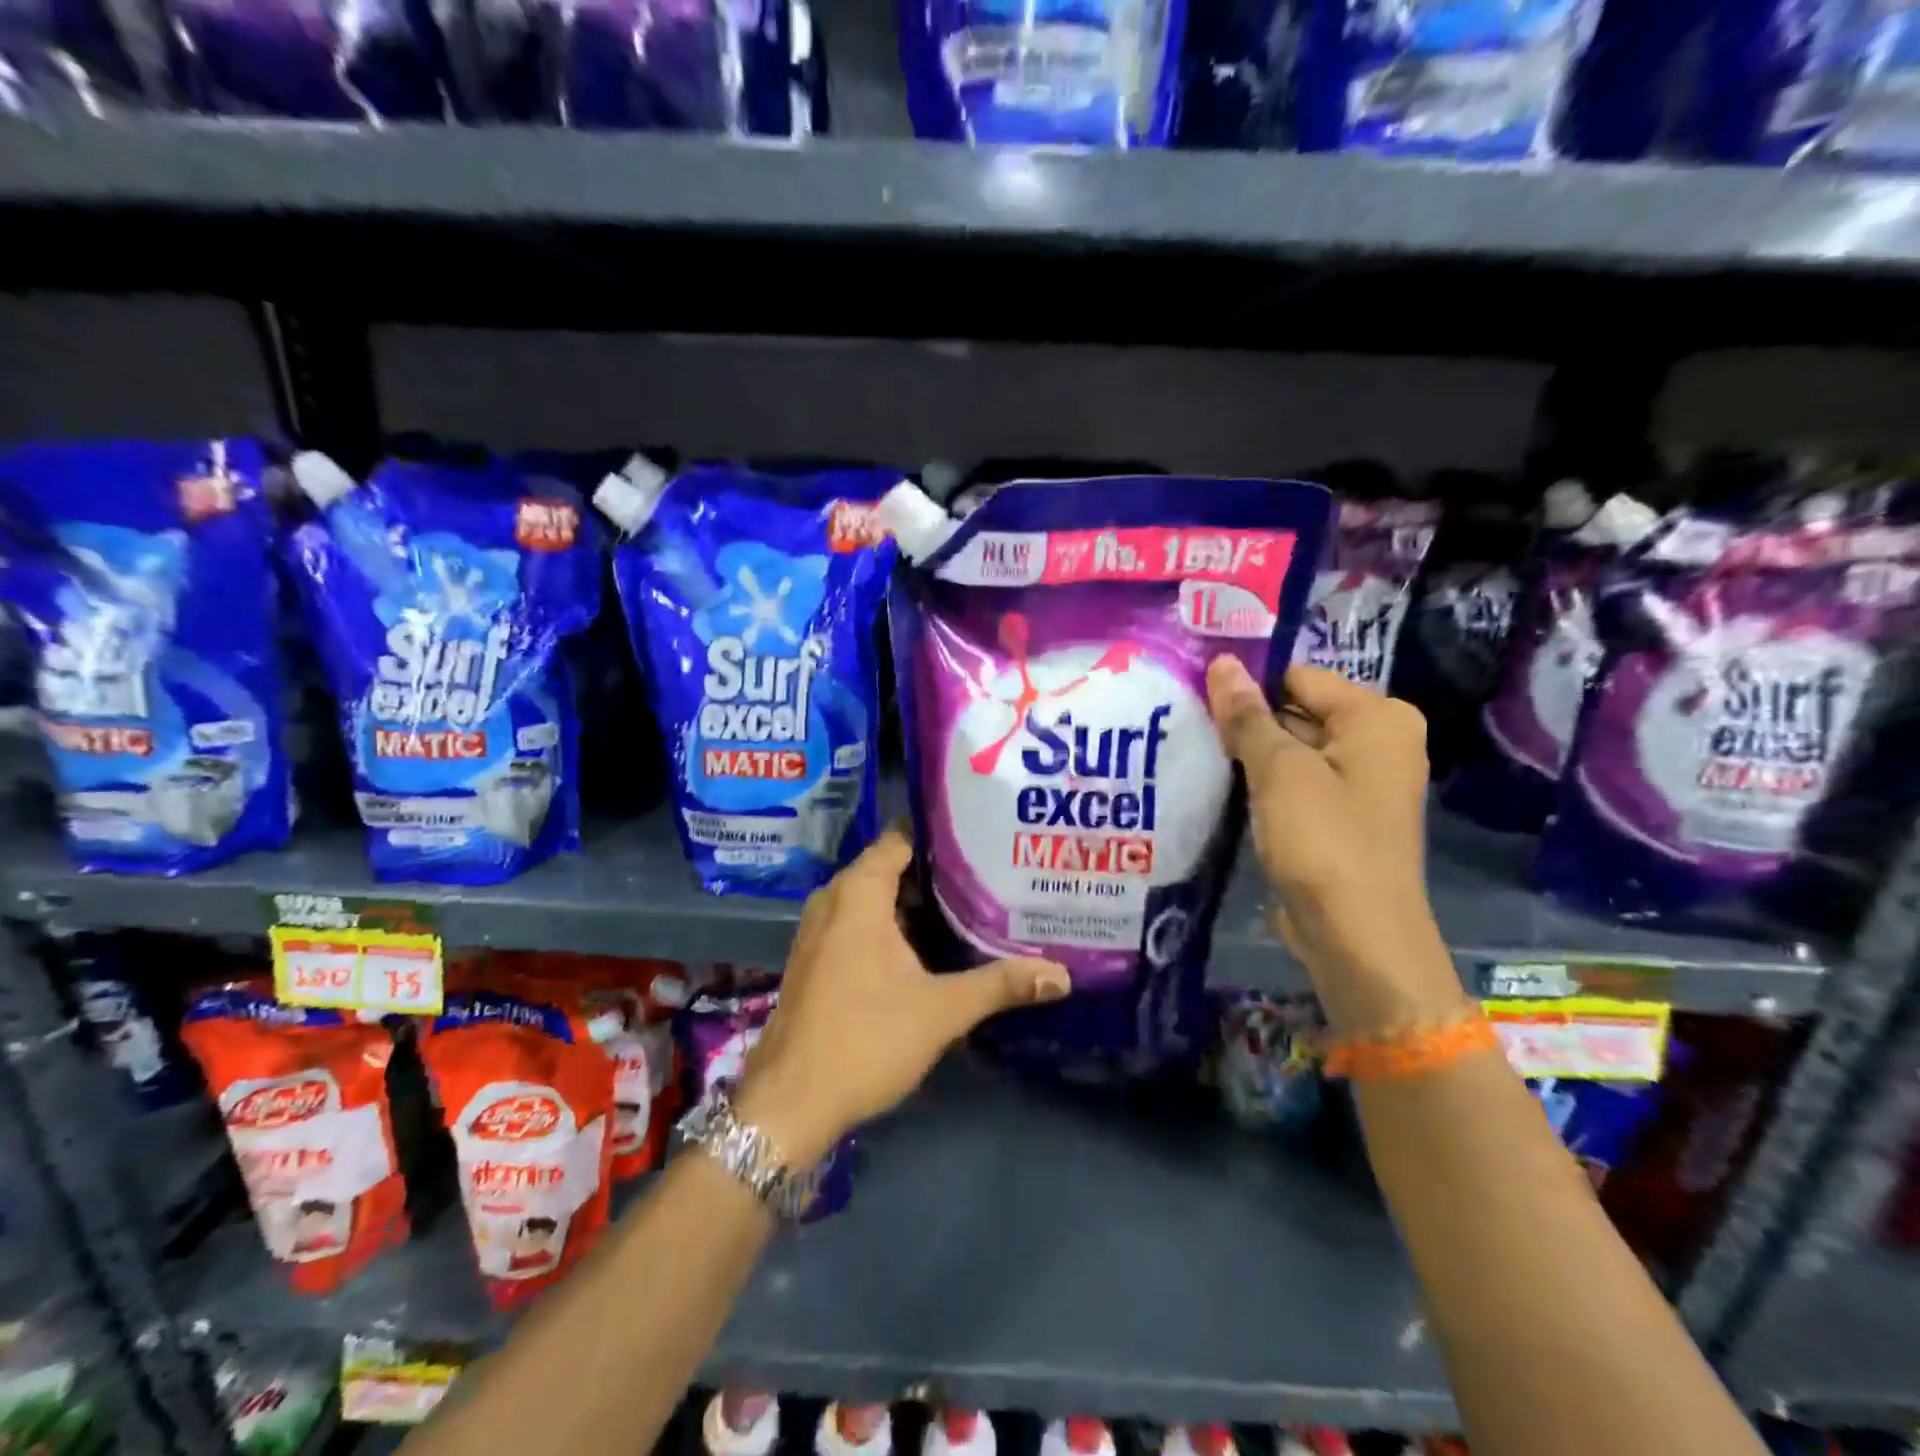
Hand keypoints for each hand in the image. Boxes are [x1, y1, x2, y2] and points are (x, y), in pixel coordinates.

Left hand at [734, 829, 1069, 1164]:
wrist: (790, 1103)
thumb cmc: (865, 1040)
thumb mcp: (942, 1010)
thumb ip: (1000, 984)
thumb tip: (1060, 975)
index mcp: (858, 894)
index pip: (899, 840)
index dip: (939, 839)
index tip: (981, 844)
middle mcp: (832, 900)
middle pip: (888, 868)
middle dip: (934, 874)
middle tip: (985, 879)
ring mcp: (817, 931)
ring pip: (872, 900)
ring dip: (911, 904)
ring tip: (965, 909)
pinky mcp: (814, 959)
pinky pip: (856, 924)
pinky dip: (888, 927)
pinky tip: (924, 949)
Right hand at [1206, 657, 1467, 1035]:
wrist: (1356, 937)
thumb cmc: (1324, 842)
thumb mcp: (1279, 771)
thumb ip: (1248, 716)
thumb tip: (1223, 664)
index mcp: (1378, 718)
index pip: (1298, 678)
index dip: (1249, 689)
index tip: (1200, 703)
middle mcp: (1379, 742)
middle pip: (1297, 712)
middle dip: (1248, 723)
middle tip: (1191, 729)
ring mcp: (1361, 782)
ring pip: (1292, 750)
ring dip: (1251, 756)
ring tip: (1199, 755)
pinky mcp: (1341, 817)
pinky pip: (1297, 783)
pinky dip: (1264, 785)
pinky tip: (1225, 790)